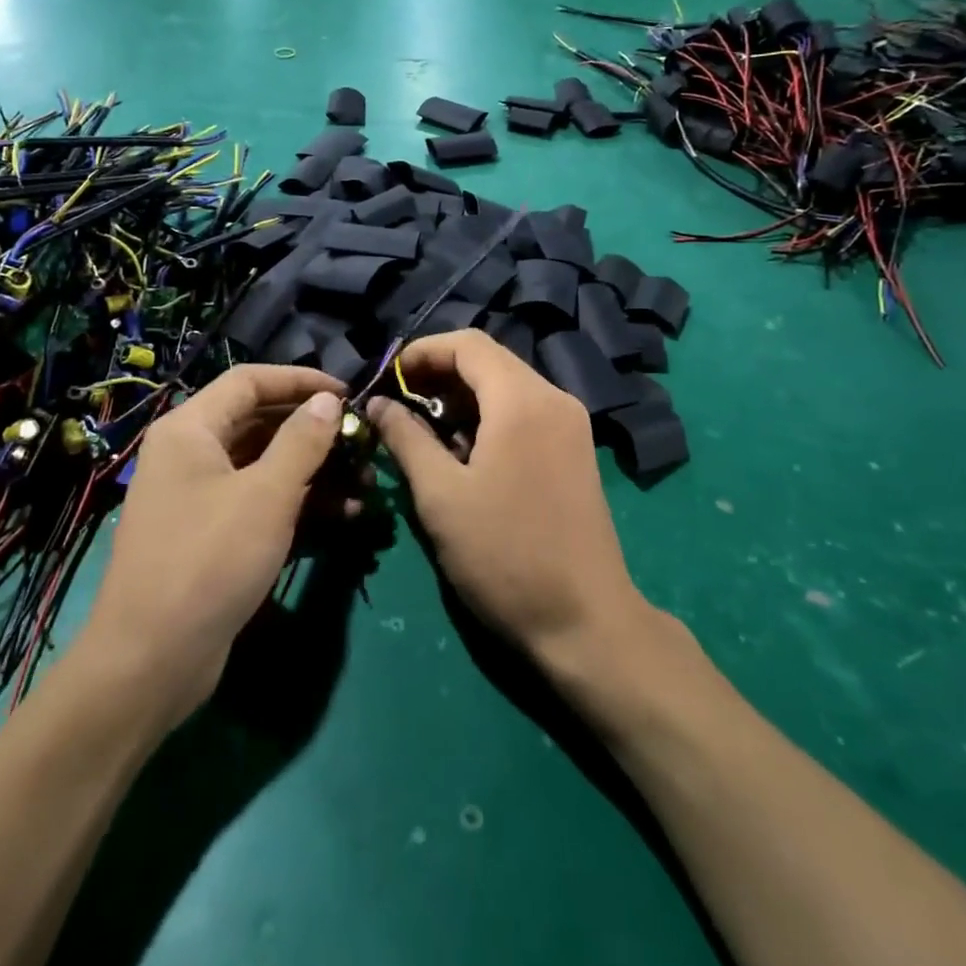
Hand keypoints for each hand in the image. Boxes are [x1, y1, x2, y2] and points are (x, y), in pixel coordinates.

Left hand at [81, 365, 344, 723]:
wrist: (150, 662)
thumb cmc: (208, 561)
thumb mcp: (266, 495)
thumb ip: (302, 440)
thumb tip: (328, 400)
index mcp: (190, 429)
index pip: (250, 381)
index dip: (301, 381)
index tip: (348, 393)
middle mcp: (190, 454)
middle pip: (259, 421)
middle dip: (313, 430)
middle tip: (361, 441)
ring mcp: (198, 496)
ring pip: (263, 464)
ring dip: (314, 470)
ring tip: (363, 483)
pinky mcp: (210, 535)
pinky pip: (258, 501)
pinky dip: (298, 502)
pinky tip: (343, 515)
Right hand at [369, 331, 651, 665]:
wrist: (585, 622)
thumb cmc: (504, 556)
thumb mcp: (440, 496)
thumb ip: (405, 439)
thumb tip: (380, 404)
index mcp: (522, 400)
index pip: (468, 344)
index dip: (422, 352)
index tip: (387, 378)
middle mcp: (553, 398)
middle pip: (488, 361)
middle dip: (439, 375)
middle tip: (398, 405)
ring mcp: (570, 424)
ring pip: (506, 386)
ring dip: (461, 399)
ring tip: (422, 431)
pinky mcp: (574, 450)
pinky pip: (524, 412)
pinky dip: (488, 418)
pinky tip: (462, 452)